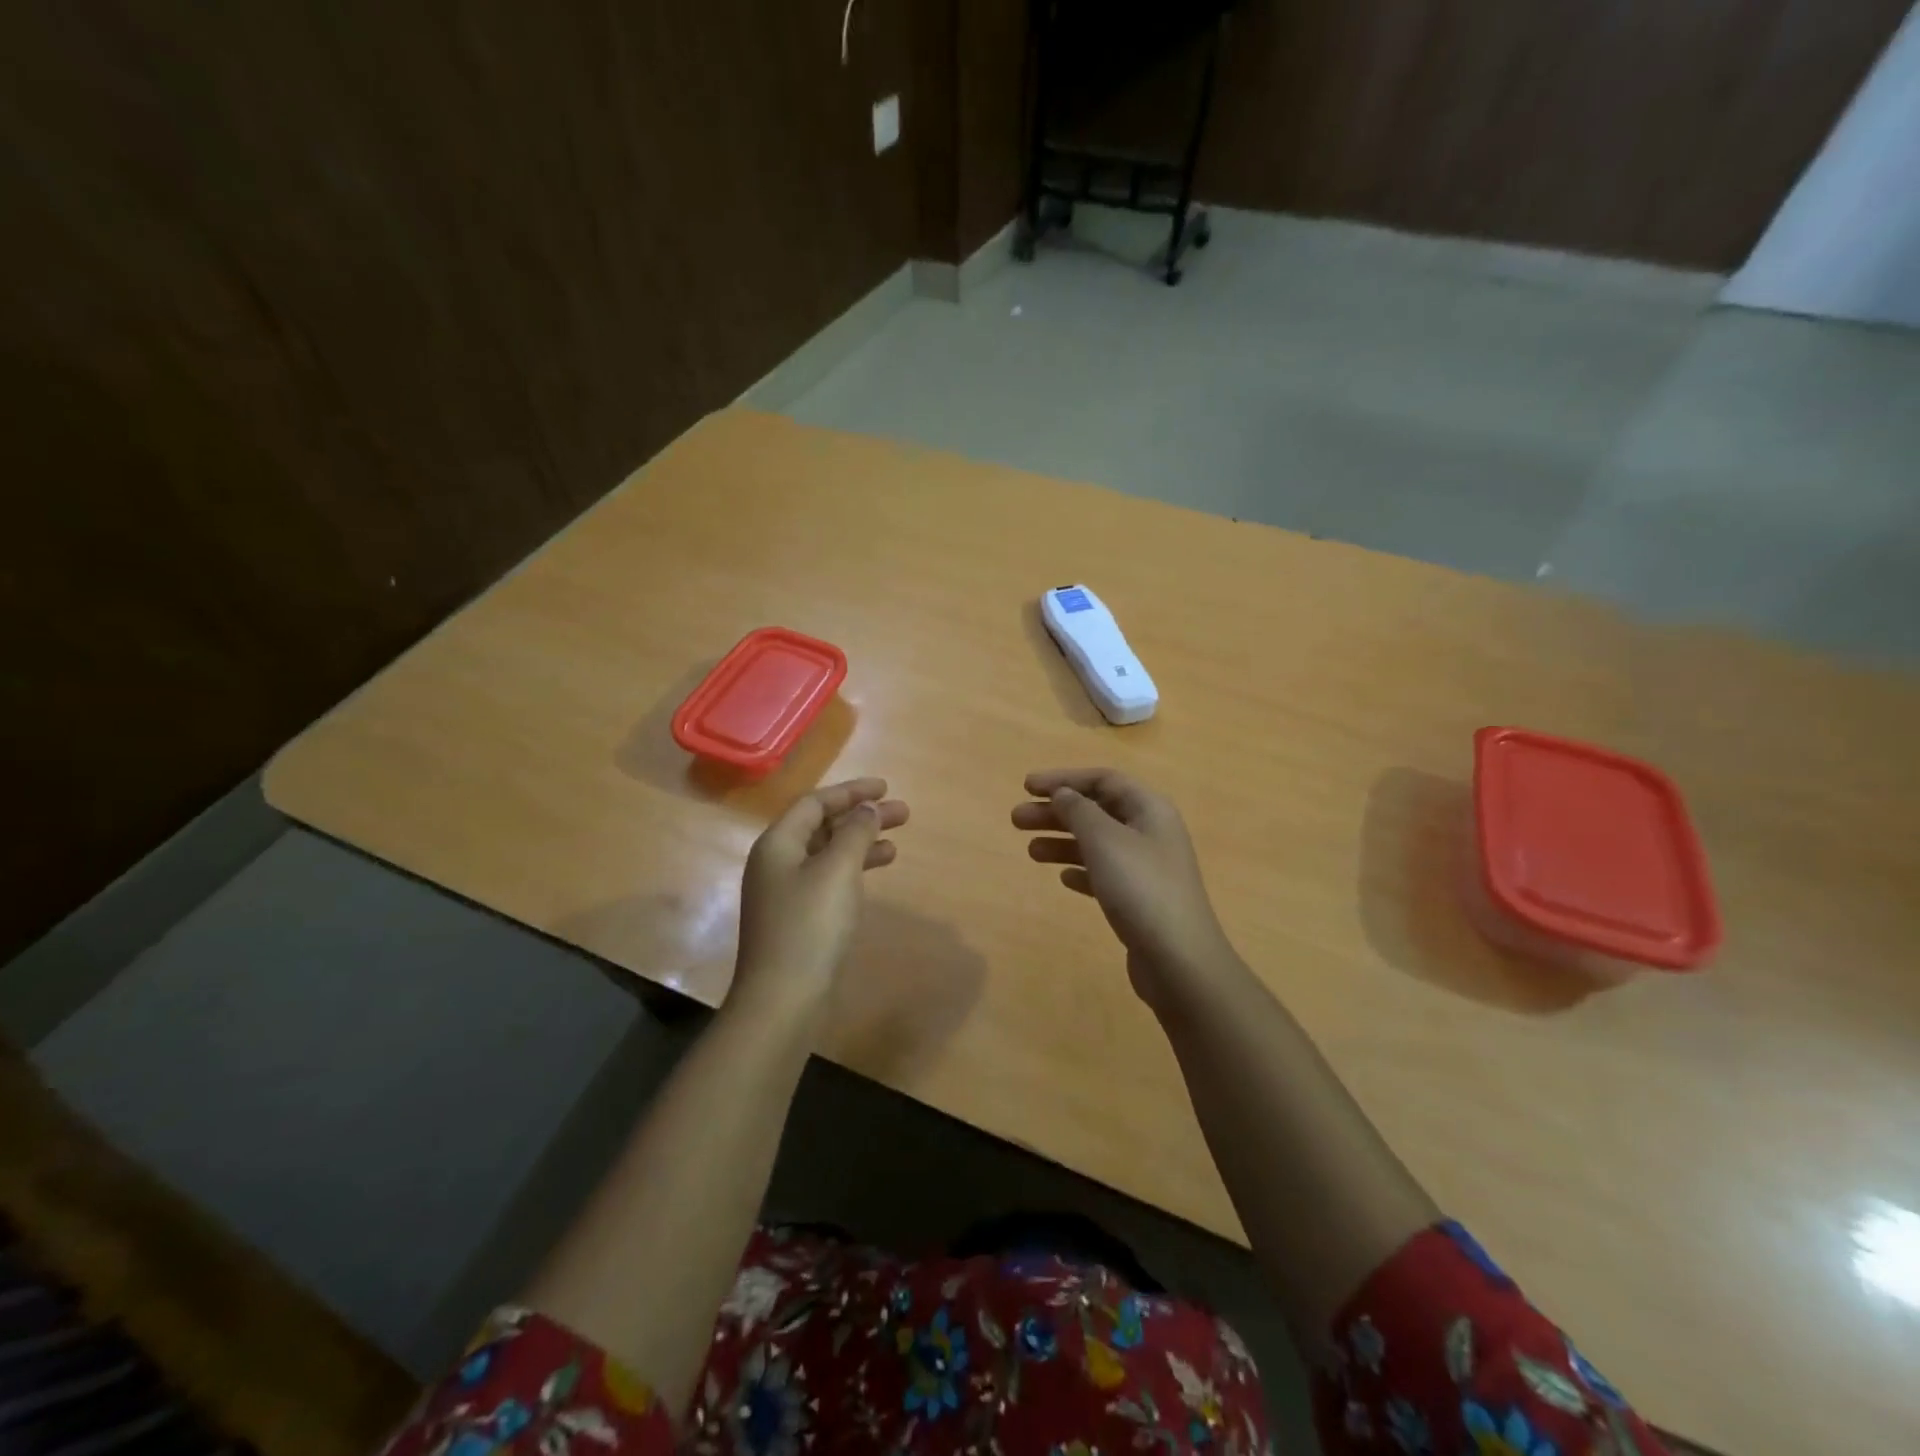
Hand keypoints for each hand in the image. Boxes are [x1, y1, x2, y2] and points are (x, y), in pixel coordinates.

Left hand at [733, 778, 908, 1014]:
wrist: (783, 999)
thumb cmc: (810, 926)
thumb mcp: (837, 870)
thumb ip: (855, 832)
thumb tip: (867, 808)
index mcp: (777, 844)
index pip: (815, 803)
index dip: (851, 792)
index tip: (885, 788)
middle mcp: (777, 862)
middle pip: (822, 826)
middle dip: (861, 817)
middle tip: (903, 813)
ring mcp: (786, 892)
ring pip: (828, 853)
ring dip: (861, 843)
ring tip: (897, 842)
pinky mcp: (798, 918)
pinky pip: (829, 878)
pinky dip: (854, 869)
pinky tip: (877, 872)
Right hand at [1013, 768, 1237, 1010]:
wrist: (1178, 960)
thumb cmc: (1140, 889)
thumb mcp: (1104, 840)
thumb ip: (1079, 811)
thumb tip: (1062, 793)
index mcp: (1150, 809)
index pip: (1103, 779)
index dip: (1063, 778)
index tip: (1027, 787)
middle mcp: (1151, 832)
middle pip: (1097, 811)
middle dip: (1056, 812)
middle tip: (1016, 820)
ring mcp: (1147, 868)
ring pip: (1097, 843)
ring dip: (1062, 842)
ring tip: (1030, 852)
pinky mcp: (1140, 900)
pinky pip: (1104, 874)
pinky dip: (1081, 871)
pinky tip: (1063, 880)